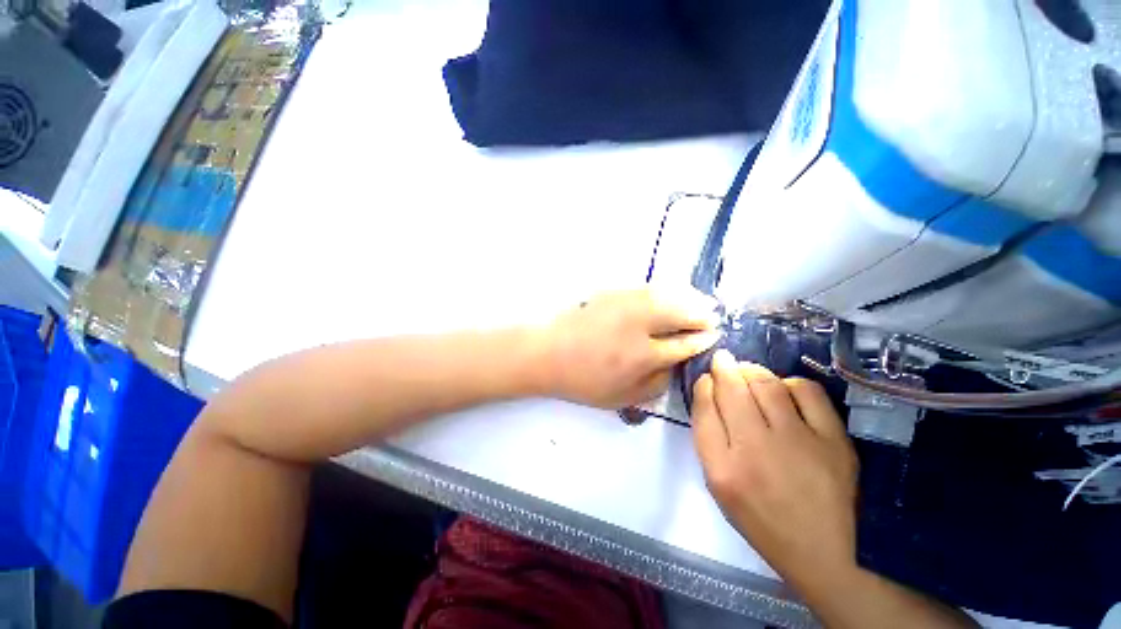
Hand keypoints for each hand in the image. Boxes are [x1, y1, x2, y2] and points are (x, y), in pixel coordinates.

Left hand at [538, 288, 720, 408]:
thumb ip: (656, 384)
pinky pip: (647, 287)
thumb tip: (677, 364)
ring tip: (700, 302)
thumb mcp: (622, 397)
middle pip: (681, 313)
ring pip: (667, 295)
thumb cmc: (583, 380)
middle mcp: (638, 325)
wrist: (549, 353)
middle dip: (702, 315)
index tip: (714, 336)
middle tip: (713, 317)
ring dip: (688, 297)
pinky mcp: (612, 292)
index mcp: (642, 356)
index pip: (684, 344)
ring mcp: (624, 304)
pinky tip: (671, 293)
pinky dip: (666, 290)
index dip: (702, 340)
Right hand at [691, 350, 858, 594]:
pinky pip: (805, 391)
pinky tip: (785, 392)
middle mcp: (754, 450)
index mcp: (722, 469)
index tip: (707, 379)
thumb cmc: (766, 522)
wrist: (829, 554)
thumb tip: (710, 394)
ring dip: (751, 371)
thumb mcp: (722, 488)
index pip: (703, 408)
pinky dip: (789, 383)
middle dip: (723, 367)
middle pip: (731, 389)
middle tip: (723, 361)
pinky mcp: (833, 440)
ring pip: (764, 383)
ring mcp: (797, 442)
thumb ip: (710, 440)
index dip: (703, 385)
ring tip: (748, 372)